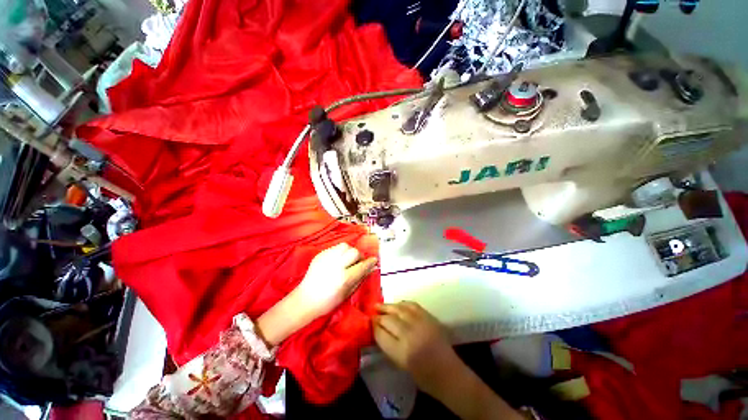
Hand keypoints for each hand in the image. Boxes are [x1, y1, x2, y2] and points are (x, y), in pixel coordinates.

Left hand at [289, 243, 377, 321]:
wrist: (305, 299)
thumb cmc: (328, 302)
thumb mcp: (347, 293)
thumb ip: (360, 278)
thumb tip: (371, 268)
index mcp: (344, 278)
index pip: (362, 265)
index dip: (370, 262)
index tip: (374, 260)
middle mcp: (336, 266)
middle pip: (354, 252)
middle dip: (359, 256)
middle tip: (357, 263)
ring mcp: (326, 259)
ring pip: (345, 246)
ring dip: (349, 252)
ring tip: (346, 260)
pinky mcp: (320, 255)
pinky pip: (335, 248)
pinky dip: (339, 252)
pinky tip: (337, 260)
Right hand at [373, 302, 459, 395]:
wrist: (449, 373)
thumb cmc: (423, 377)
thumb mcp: (401, 365)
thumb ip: (389, 346)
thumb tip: (378, 330)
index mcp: (402, 353)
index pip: (381, 334)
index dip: (374, 327)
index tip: (369, 323)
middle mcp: (411, 335)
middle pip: (389, 320)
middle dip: (379, 316)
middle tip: (372, 314)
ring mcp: (421, 324)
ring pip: (399, 309)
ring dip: (388, 306)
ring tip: (379, 305)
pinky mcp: (429, 317)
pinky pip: (412, 305)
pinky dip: (402, 304)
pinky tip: (397, 305)